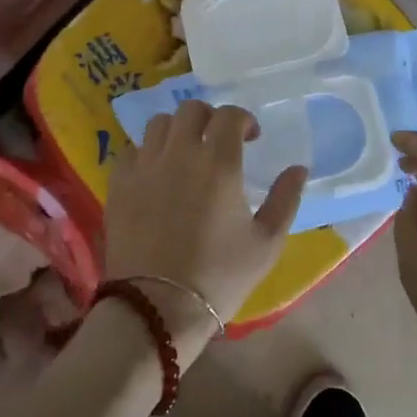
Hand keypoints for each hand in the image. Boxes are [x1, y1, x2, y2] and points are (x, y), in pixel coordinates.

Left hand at [104, 101, 306, 363]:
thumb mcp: (267, 243)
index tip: (250, 137)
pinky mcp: (119, 184)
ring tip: (185, 153)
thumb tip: (298, 169)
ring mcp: (145, 166)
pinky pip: (131, 150)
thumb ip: (285, 199)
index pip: (229, 115)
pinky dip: (147, 152)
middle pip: (191, 110)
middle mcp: (179, 153)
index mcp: (219, 163)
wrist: (158, 307)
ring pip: (159, 124)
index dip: (242, 119)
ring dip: (177, 130)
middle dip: (209, 118)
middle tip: (218, 141)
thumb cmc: (220, 276)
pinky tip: (155, 173)